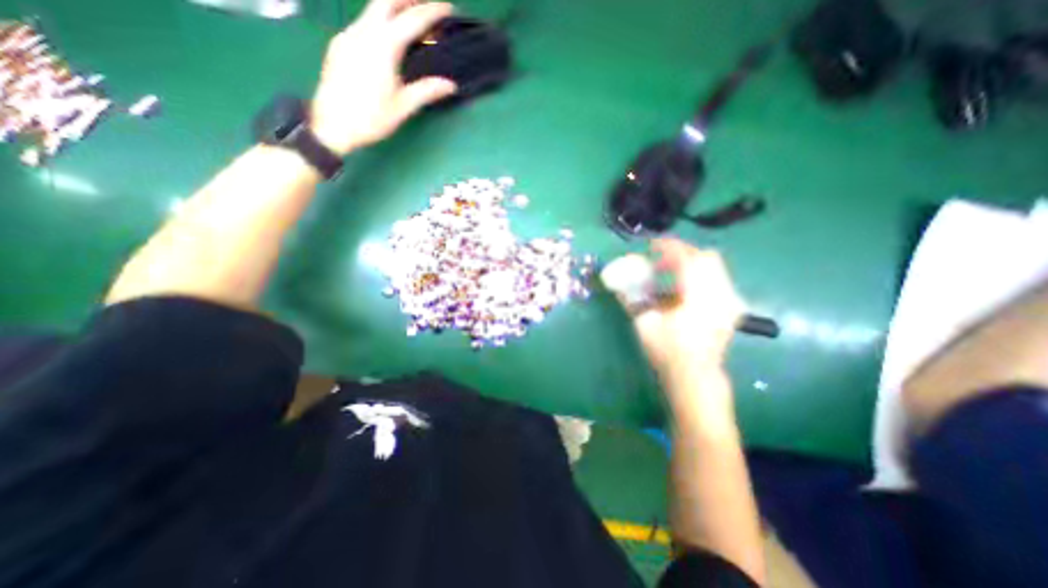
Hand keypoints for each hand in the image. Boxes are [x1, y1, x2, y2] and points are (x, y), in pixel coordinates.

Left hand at [310, 1, 458, 155]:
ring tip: (411, 19)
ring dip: (394, 8)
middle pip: (387, 1)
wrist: (332, 124)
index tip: (448, 9)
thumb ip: (427, 91)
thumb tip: (451, 85)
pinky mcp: (340, 44)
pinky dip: (381, 21)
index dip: (432, 12)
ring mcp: (349, 35)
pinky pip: (363, 23)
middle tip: (428, 6)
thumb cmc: (371, 118)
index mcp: (384, 46)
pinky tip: (388, 38)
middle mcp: (364, 32)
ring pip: (373, 9)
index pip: (412, 20)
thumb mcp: (403, 107)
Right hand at [621, 238, 744, 375]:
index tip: (652, 244)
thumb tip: (617, 280)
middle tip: (660, 260)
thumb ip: (631, 298)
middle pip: (706, 257)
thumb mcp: (644, 324)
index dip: (669, 247)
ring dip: (691, 264)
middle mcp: (721, 294)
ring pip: (715, 267)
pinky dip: (700, 276)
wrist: (695, 376)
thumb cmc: (668, 351)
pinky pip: (718, 280)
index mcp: (699, 296)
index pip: (688, 259)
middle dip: (682, 253)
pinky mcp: (731, 308)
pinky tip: (684, 289)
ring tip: (670, 274)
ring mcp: (730, 301)